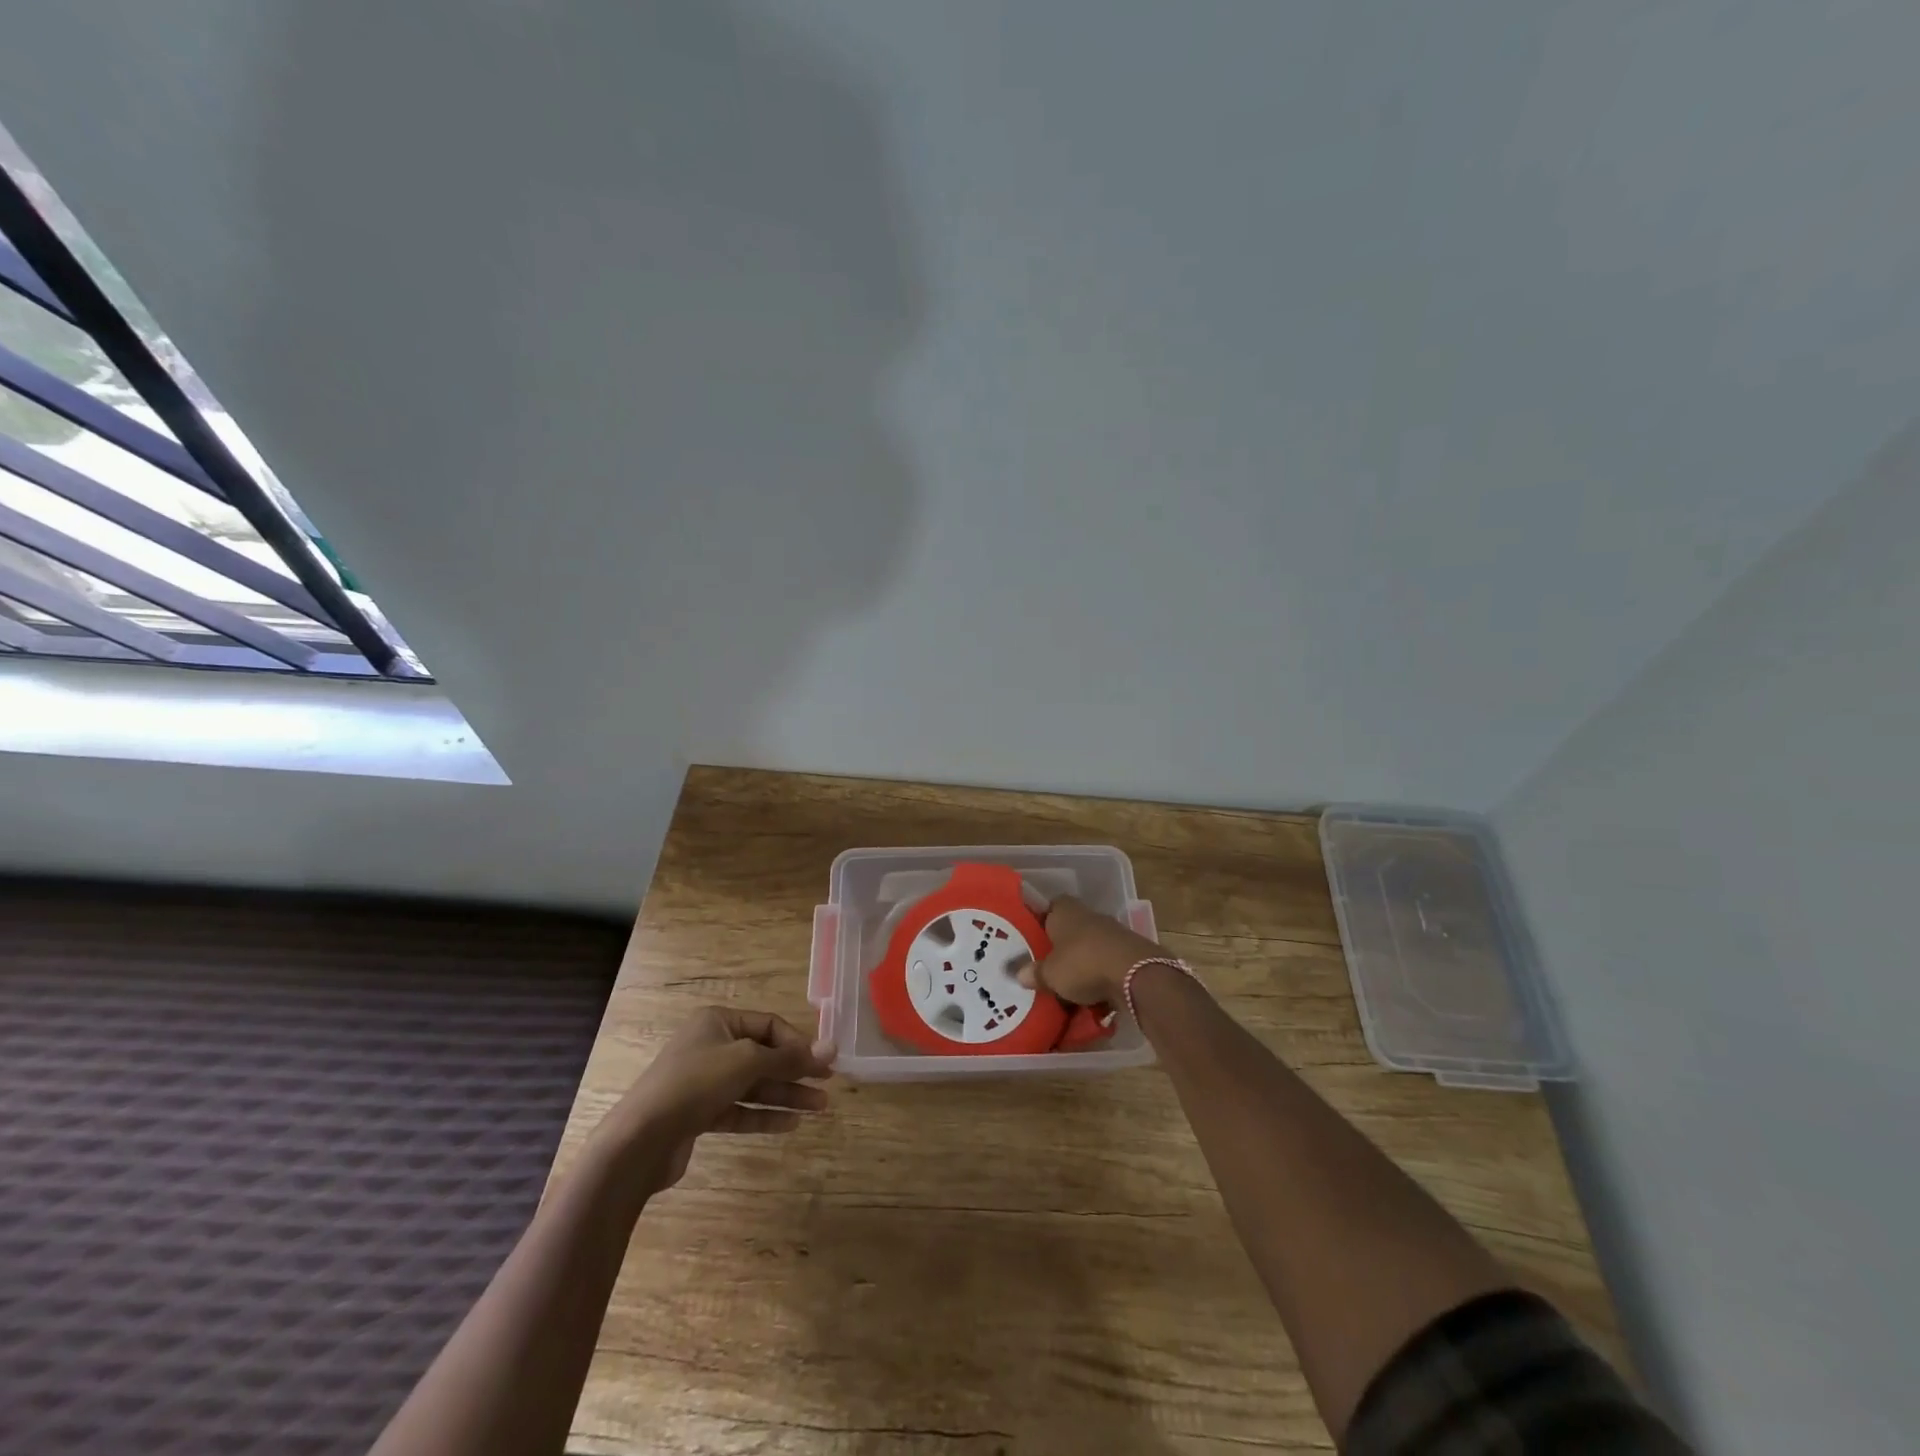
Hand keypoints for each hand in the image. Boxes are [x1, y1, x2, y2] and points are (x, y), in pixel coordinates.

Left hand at [591, 1007, 833, 1194]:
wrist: (639, 1140)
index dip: (798, 1042)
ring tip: (820, 1108)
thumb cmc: (695, 1084)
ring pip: (754, 1085)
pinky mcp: (699, 1114)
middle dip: (797, 1071)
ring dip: (787, 1095)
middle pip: (764, 1055)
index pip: (769, 1025)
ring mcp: (704, 1082)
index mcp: (718, 1022)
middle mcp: (711, 1046)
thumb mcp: (746, 1061)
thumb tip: (831, 1047)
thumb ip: (789, 1057)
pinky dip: (764, 1115)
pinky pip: (740, 1109)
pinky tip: (791, 1124)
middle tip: (829, 1085)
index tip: (823, 1063)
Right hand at [1016, 894, 1162, 1005]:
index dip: (1041, 920)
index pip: (1050, 907)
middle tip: (1047, 967)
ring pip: (1090, 946)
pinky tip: (1093, 996)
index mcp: (1065, 910)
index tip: (1033, 938)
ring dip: (1082, 963)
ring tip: (1068, 987)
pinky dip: (1101, 976)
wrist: (1135, 974)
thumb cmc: (1082, 964)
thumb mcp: (1050, 974)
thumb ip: (1034, 973)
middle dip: (1061, 947)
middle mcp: (1089, 915)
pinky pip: (1107, 963)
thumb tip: (1019, 974)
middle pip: (1071, 928)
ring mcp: (1112, 932)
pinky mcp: (1130, 952)